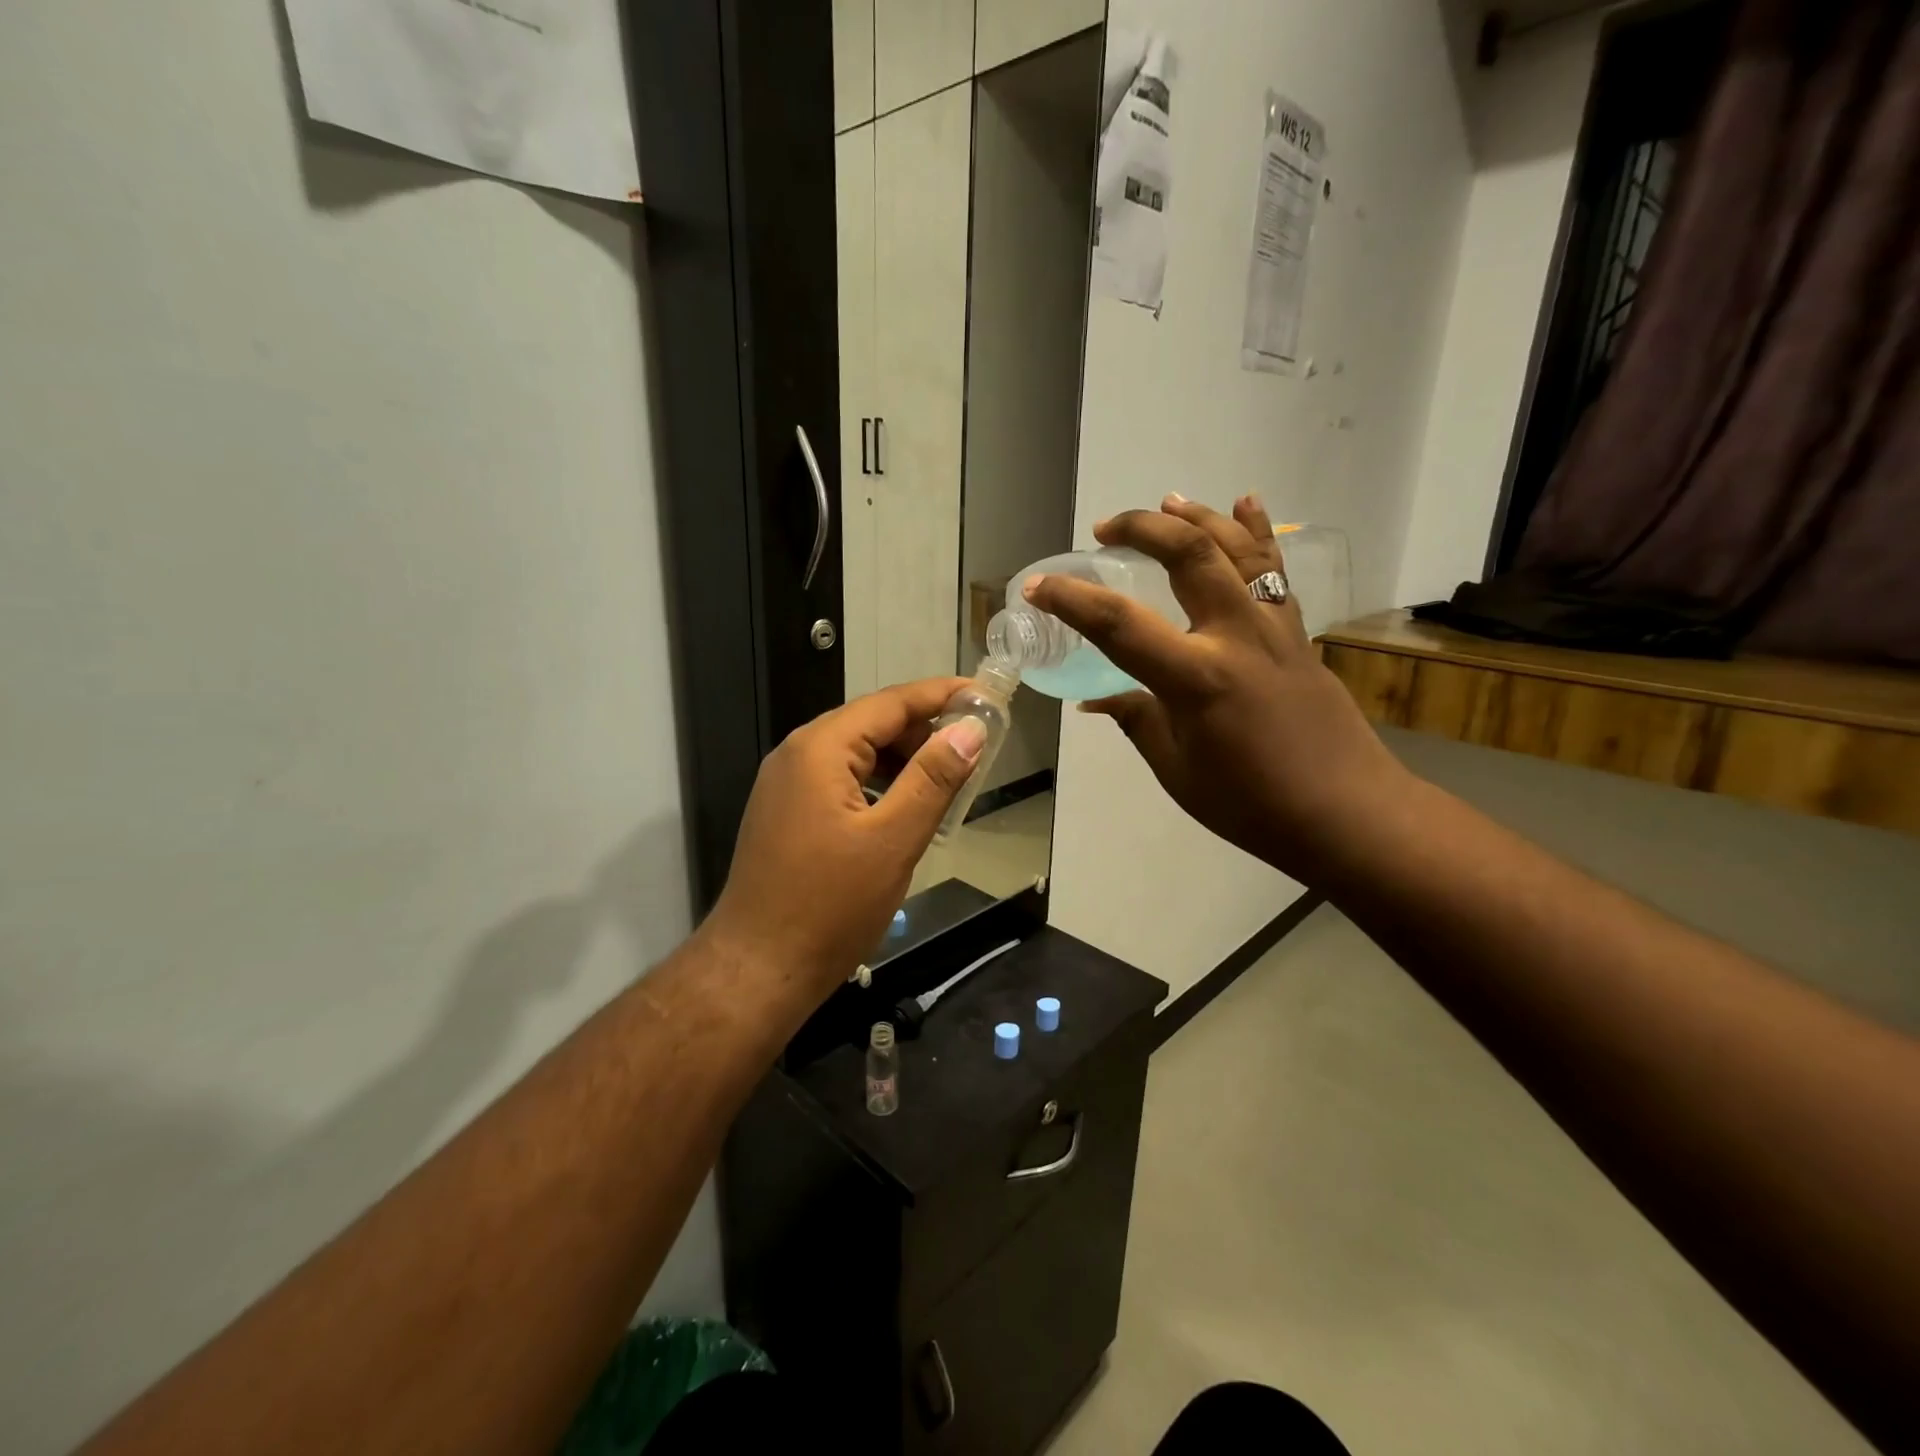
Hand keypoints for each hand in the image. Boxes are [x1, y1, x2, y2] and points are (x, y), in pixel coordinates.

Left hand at [701, 678, 985, 995]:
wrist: (758, 968)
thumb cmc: (830, 906)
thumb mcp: (893, 840)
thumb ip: (933, 779)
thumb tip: (970, 730)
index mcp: (820, 749)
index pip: (891, 703)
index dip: (941, 695)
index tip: (985, 695)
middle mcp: (797, 754)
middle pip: (872, 723)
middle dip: (925, 731)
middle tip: (976, 749)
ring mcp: (787, 784)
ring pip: (857, 753)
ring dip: (903, 760)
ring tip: (948, 782)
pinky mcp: (787, 812)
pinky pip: (841, 780)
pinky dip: (879, 784)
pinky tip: (905, 809)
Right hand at [1025, 495, 1408, 877]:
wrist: (1347, 812)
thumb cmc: (1251, 804)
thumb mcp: (1177, 770)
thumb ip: (1136, 719)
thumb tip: (1097, 698)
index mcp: (1196, 679)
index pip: (1119, 625)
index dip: (1071, 600)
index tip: (1039, 585)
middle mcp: (1236, 637)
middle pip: (1188, 555)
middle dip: (1141, 529)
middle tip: (1105, 530)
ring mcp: (1275, 628)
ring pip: (1236, 549)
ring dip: (1196, 518)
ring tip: (1165, 502)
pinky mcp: (1298, 633)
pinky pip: (1274, 571)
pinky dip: (1256, 532)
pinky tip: (1245, 503)